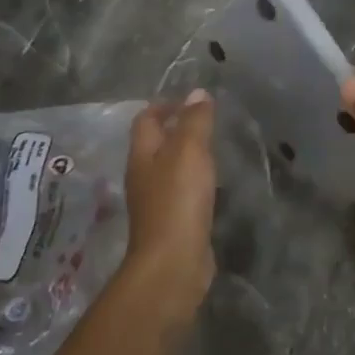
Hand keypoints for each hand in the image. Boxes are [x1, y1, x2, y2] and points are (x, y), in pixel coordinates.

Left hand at [122, 89, 217, 299]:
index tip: (190, 99)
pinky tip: (211, 184)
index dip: (164, 105)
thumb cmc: (178, 199)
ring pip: (168, 169)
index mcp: (142, 154)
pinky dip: (194, 181)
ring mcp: (155, 202)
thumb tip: (197, 92)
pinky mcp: (171, 223)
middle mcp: (143, 176)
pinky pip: (181, 192)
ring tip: (212, 148)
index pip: (146, 120)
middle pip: (155, 144)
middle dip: (175, 129)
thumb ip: (194, 121)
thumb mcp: (189, 151)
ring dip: (186, 156)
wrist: (174, 262)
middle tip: (205, 120)